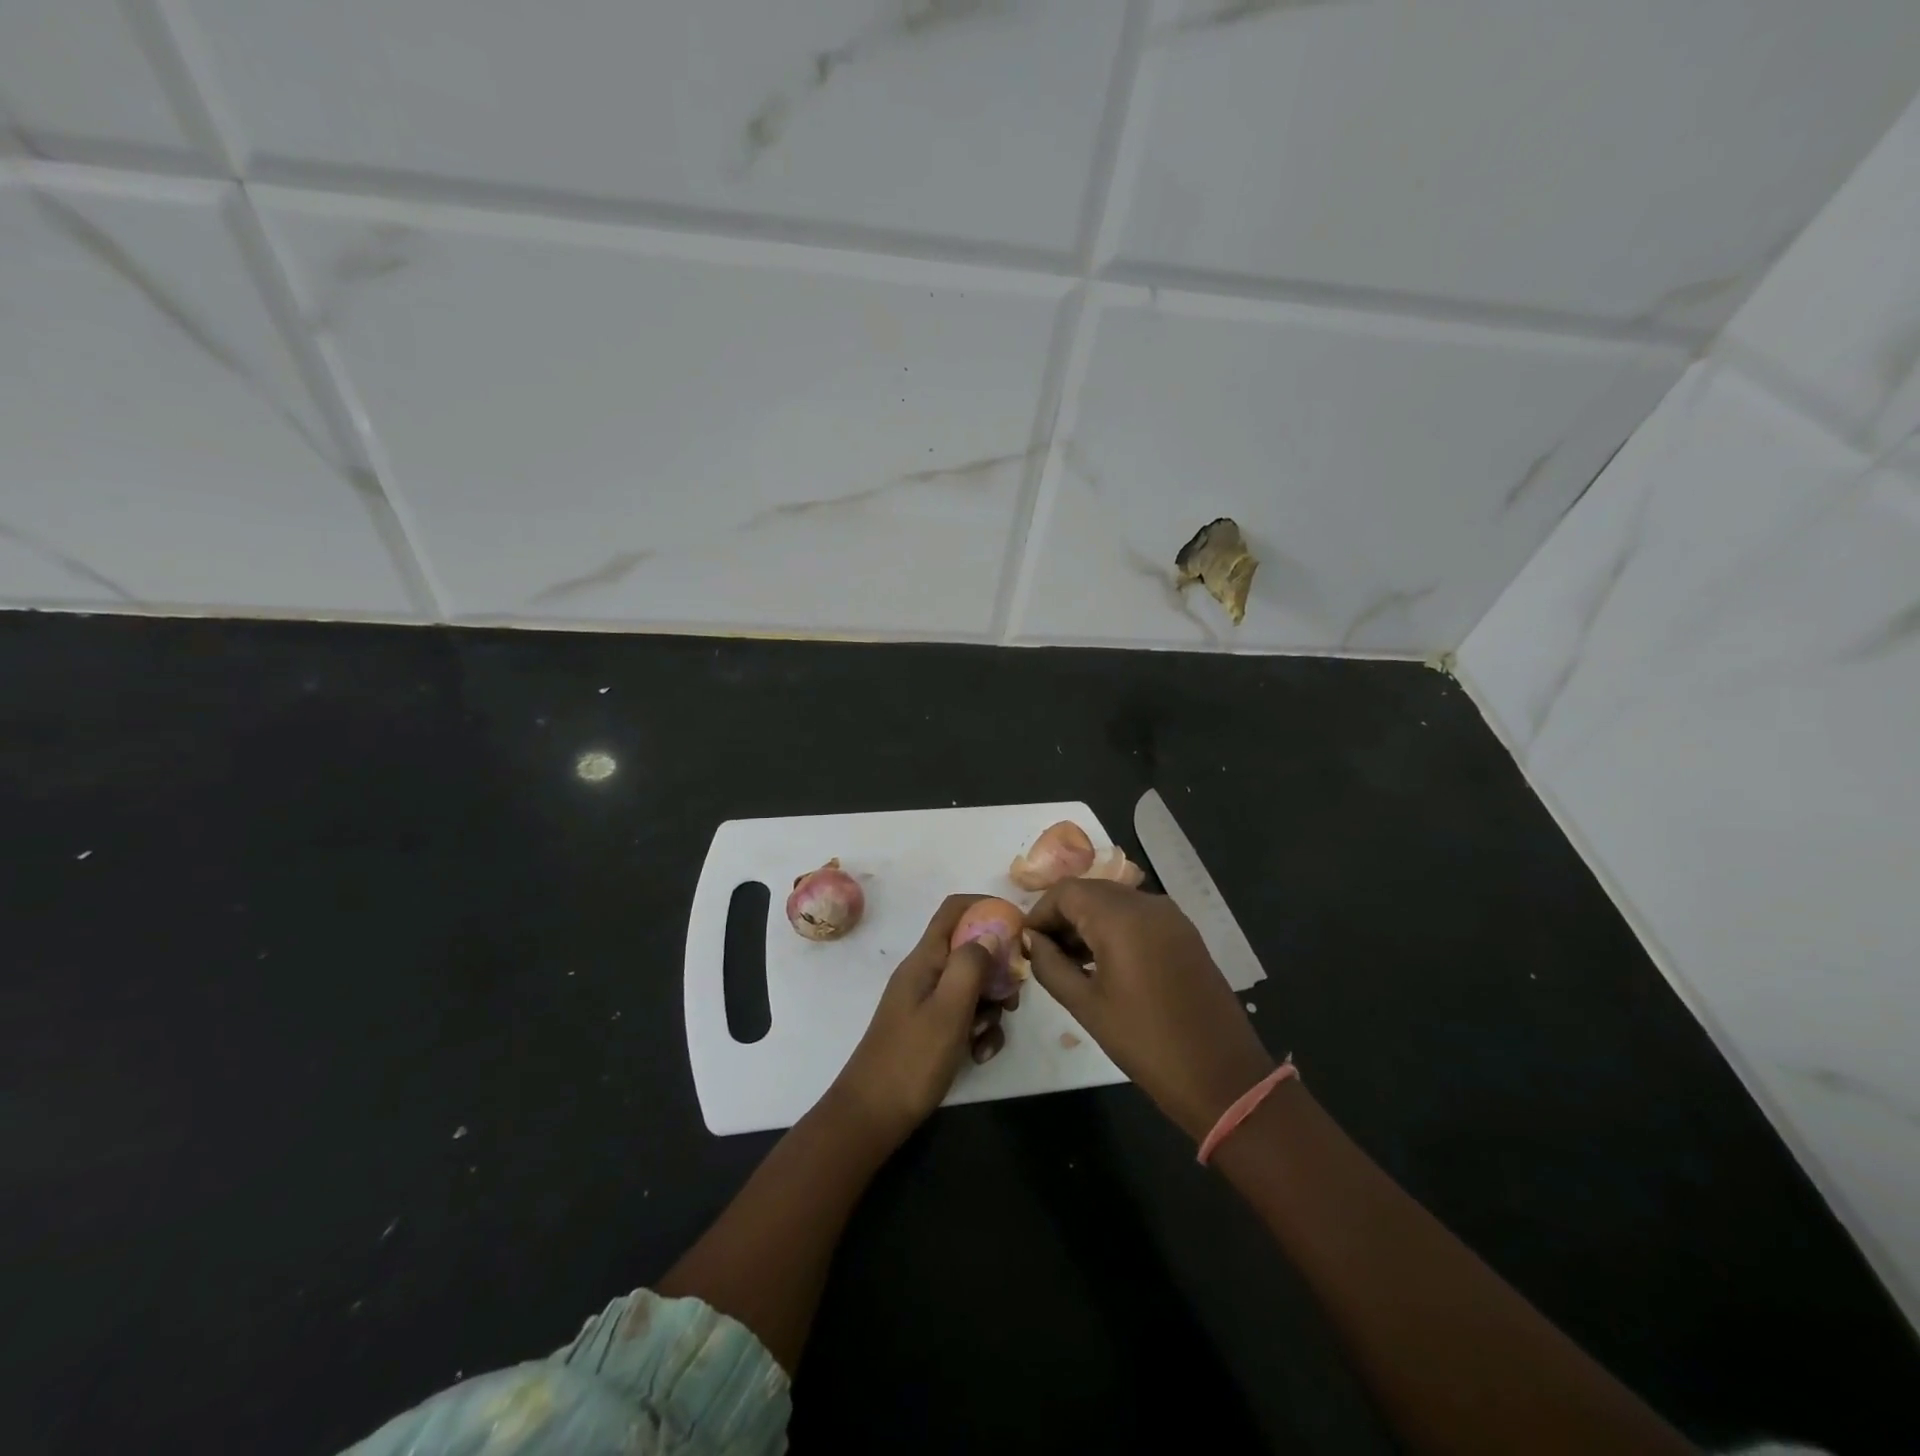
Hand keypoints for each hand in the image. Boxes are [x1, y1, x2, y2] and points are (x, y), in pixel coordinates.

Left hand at [828, 895, 1009, 1148]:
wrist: (872, 1116)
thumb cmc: (911, 1060)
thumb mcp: (948, 1010)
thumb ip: (971, 966)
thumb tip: (991, 934)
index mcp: (924, 959)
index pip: (955, 909)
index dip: (987, 907)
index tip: (1019, 927)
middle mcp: (926, 973)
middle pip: (971, 949)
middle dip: (998, 970)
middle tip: (1012, 998)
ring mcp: (927, 1001)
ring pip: (973, 986)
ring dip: (990, 1008)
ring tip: (987, 1038)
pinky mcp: (931, 1028)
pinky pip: (965, 1016)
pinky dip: (979, 1031)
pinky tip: (979, 1055)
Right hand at [1025, 879, 1272, 1141]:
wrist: (1221, 1075)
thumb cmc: (1145, 1041)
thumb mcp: (1086, 1006)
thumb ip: (1050, 965)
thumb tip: (1031, 941)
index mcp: (1120, 917)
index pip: (1066, 892)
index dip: (1040, 913)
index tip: (1027, 944)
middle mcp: (1147, 903)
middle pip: (1091, 891)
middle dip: (1063, 916)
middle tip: (1044, 954)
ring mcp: (1171, 916)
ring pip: (1115, 901)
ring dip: (1088, 922)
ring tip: (1070, 962)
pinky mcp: (1184, 933)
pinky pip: (1138, 916)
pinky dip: (1114, 928)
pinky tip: (1104, 963)